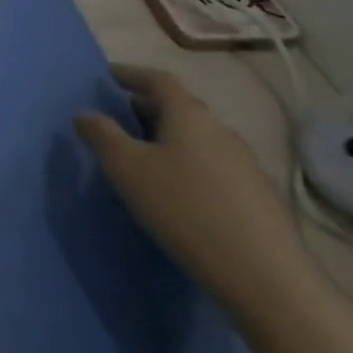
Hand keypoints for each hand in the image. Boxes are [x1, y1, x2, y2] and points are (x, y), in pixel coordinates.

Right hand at [75, 65, 324, 323]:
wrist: (267, 279)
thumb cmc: (185, 209)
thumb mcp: (127, 169)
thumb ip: (102, 136)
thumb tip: (85, 114)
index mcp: (189, 116)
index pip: (159, 80)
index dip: (133, 73)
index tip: (111, 74)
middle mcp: (221, 131)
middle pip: (182, 108)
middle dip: (151, 106)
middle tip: (125, 114)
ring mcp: (247, 166)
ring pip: (201, 138)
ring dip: (173, 137)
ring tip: (150, 154)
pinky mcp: (261, 199)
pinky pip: (216, 166)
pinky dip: (192, 164)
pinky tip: (182, 191)